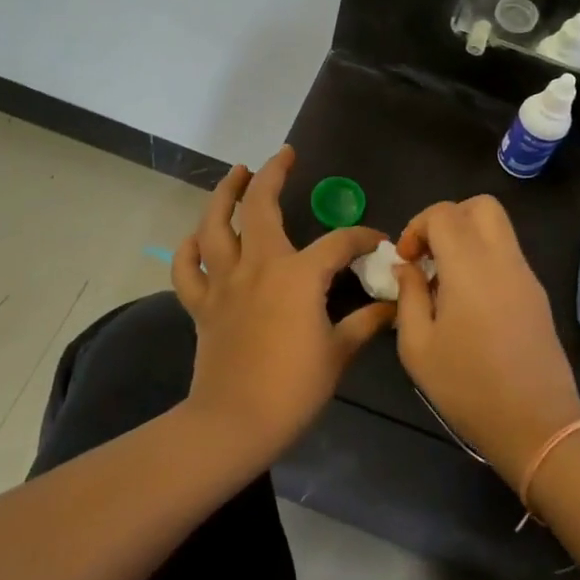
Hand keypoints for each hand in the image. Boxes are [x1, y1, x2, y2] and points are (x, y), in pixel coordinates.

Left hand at [172, 148, 394, 466]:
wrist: (235, 423)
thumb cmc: (293, 389)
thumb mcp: (338, 354)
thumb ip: (365, 323)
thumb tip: (392, 306)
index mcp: (298, 275)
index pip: (338, 242)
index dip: (362, 238)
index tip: (378, 241)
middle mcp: (258, 266)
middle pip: (261, 207)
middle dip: (273, 174)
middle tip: (284, 156)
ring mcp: (224, 282)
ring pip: (215, 225)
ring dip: (224, 194)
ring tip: (236, 173)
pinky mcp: (201, 304)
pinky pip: (187, 269)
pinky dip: (188, 249)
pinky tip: (196, 237)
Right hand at [392, 196, 579, 488]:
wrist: (536, 425)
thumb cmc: (468, 387)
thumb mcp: (417, 346)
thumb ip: (408, 295)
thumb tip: (408, 268)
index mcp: (470, 266)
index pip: (444, 213)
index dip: (417, 227)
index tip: (406, 260)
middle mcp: (503, 259)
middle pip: (481, 206)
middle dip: (448, 218)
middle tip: (429, 255)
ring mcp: (526, 276)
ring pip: (498, 229)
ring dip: (467, 239)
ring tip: (445, 281)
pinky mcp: (537, 295)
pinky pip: (508, 255)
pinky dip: (484, 259)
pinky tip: (468, 302)